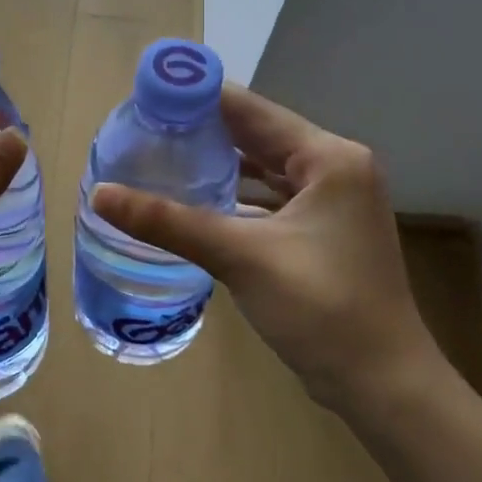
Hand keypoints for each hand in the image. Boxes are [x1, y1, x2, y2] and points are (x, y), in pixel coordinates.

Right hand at [91, 84, 439, 415]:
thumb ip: (169, 222)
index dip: (198, 98)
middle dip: (202, 130)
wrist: (382, 385)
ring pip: (263, 168)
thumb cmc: (321, 309)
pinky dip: (235, 196)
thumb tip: (100, 194)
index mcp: (329, 158)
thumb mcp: (240, 257)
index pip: (251, 110)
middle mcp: (336, 168)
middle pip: (257, 135)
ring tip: (161, 156)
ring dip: (218, 163)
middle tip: (144, 127)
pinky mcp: (322, 232)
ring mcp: (332, 203)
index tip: (146, 96)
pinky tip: (196, 201)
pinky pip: (270, 199)